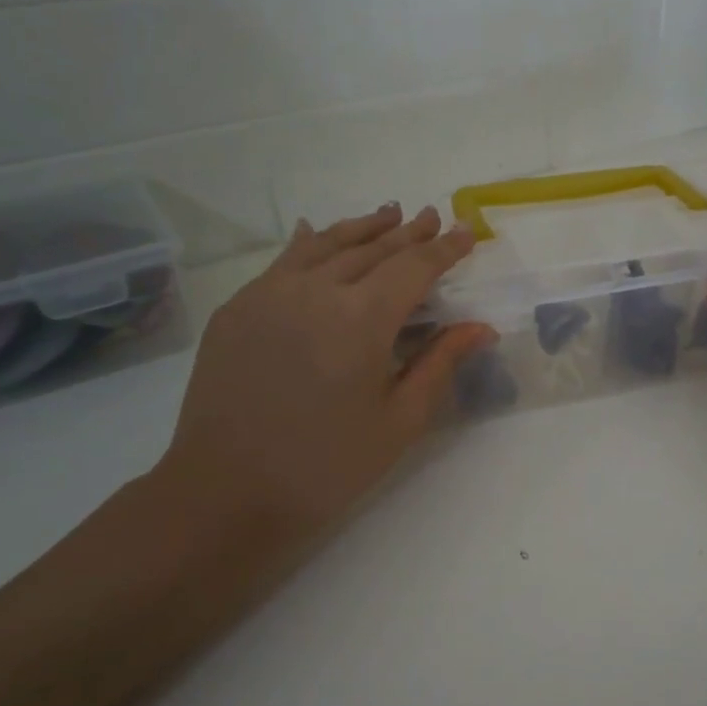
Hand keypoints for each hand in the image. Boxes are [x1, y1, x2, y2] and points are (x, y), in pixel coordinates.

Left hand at [155, 203, 491, 544]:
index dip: (444, 249)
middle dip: (407, 233)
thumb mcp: (399, 421)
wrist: (224, 491)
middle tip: (431, 217)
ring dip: (362, 228)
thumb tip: (481, 328)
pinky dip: (310, 242)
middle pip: (372, 249)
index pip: (414, 267)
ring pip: (325, 244)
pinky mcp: (238, 307)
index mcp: (361, 318)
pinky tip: (316, 232)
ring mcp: (269, 293)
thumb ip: (440, 363)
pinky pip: (282, 261)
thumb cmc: (326, 465)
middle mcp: (315, 290)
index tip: (466, 232)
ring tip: (388, 213)